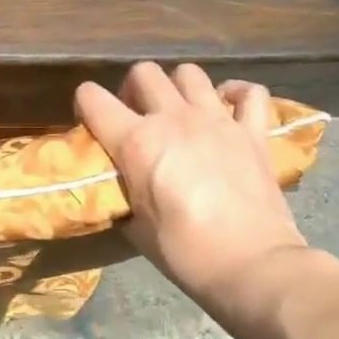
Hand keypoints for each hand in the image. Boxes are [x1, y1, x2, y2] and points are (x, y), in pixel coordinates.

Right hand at [76, 63, 338, 338]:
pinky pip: (248, 92)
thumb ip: (123, 193)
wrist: (252, 265)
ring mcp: (217, 120)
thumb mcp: (135, 226)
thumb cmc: (185, 252)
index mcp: (136, 142)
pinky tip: (229, 108)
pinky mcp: (252, 131)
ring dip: (178, 87)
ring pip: (189, 73)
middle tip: (137, 115)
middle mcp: (173, 118)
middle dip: (133, 89)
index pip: (93, 98)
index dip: (86, 104)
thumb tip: (119, 185)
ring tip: (180, 111)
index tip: (91, 121)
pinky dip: (237, 94)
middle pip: (144, 73)